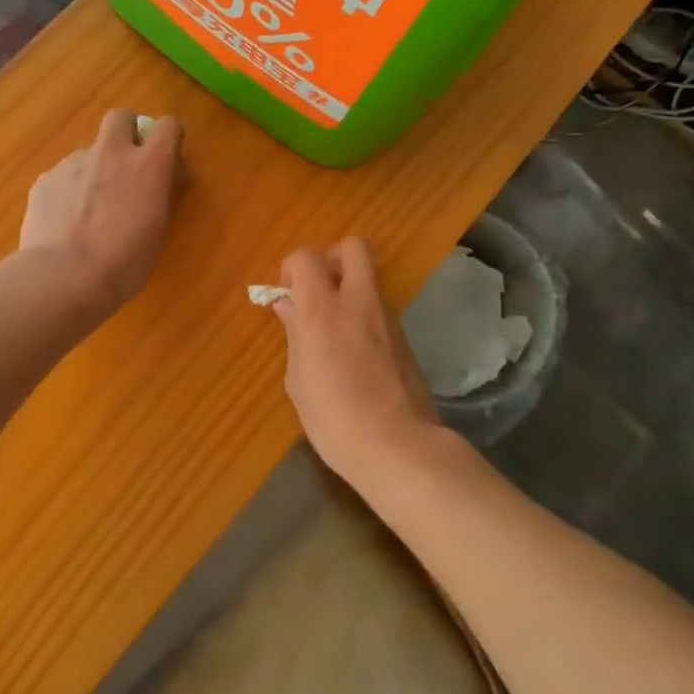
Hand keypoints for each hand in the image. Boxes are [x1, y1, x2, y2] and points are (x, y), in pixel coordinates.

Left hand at [20, 109, 181, 313]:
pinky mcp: (45, 179)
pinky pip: (63, 175)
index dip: (169, 139)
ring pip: (89, 151)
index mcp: (149, 165)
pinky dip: (69, 191)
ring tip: (90, 210)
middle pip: (121, 117)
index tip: (167, 159)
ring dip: (95, 168)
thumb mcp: (159, 230)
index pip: (168, 125)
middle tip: (127, 166)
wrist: (64, 278)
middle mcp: (111, 152)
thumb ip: (164, 195)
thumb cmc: (125, 262)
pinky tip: (66, 223)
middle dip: (127, 133)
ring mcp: (73, 163)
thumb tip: (170, 178)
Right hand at [271, 238, 441, 486]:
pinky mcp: (405, 337)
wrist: (398, 446)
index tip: (288, 296)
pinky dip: (364, 316)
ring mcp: (387, 318)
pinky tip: (355, 355)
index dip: (292, 269)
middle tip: (319, 292)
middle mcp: (358, 302)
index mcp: (323, 310)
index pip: (305, 257)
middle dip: (332, 259)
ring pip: (369, 278)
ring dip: (350, 290)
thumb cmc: (334, 418)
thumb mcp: (298, 380)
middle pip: (353, 247)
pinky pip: (379, 310)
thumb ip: (295, 335)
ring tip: (333, 331)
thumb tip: (288, 305)